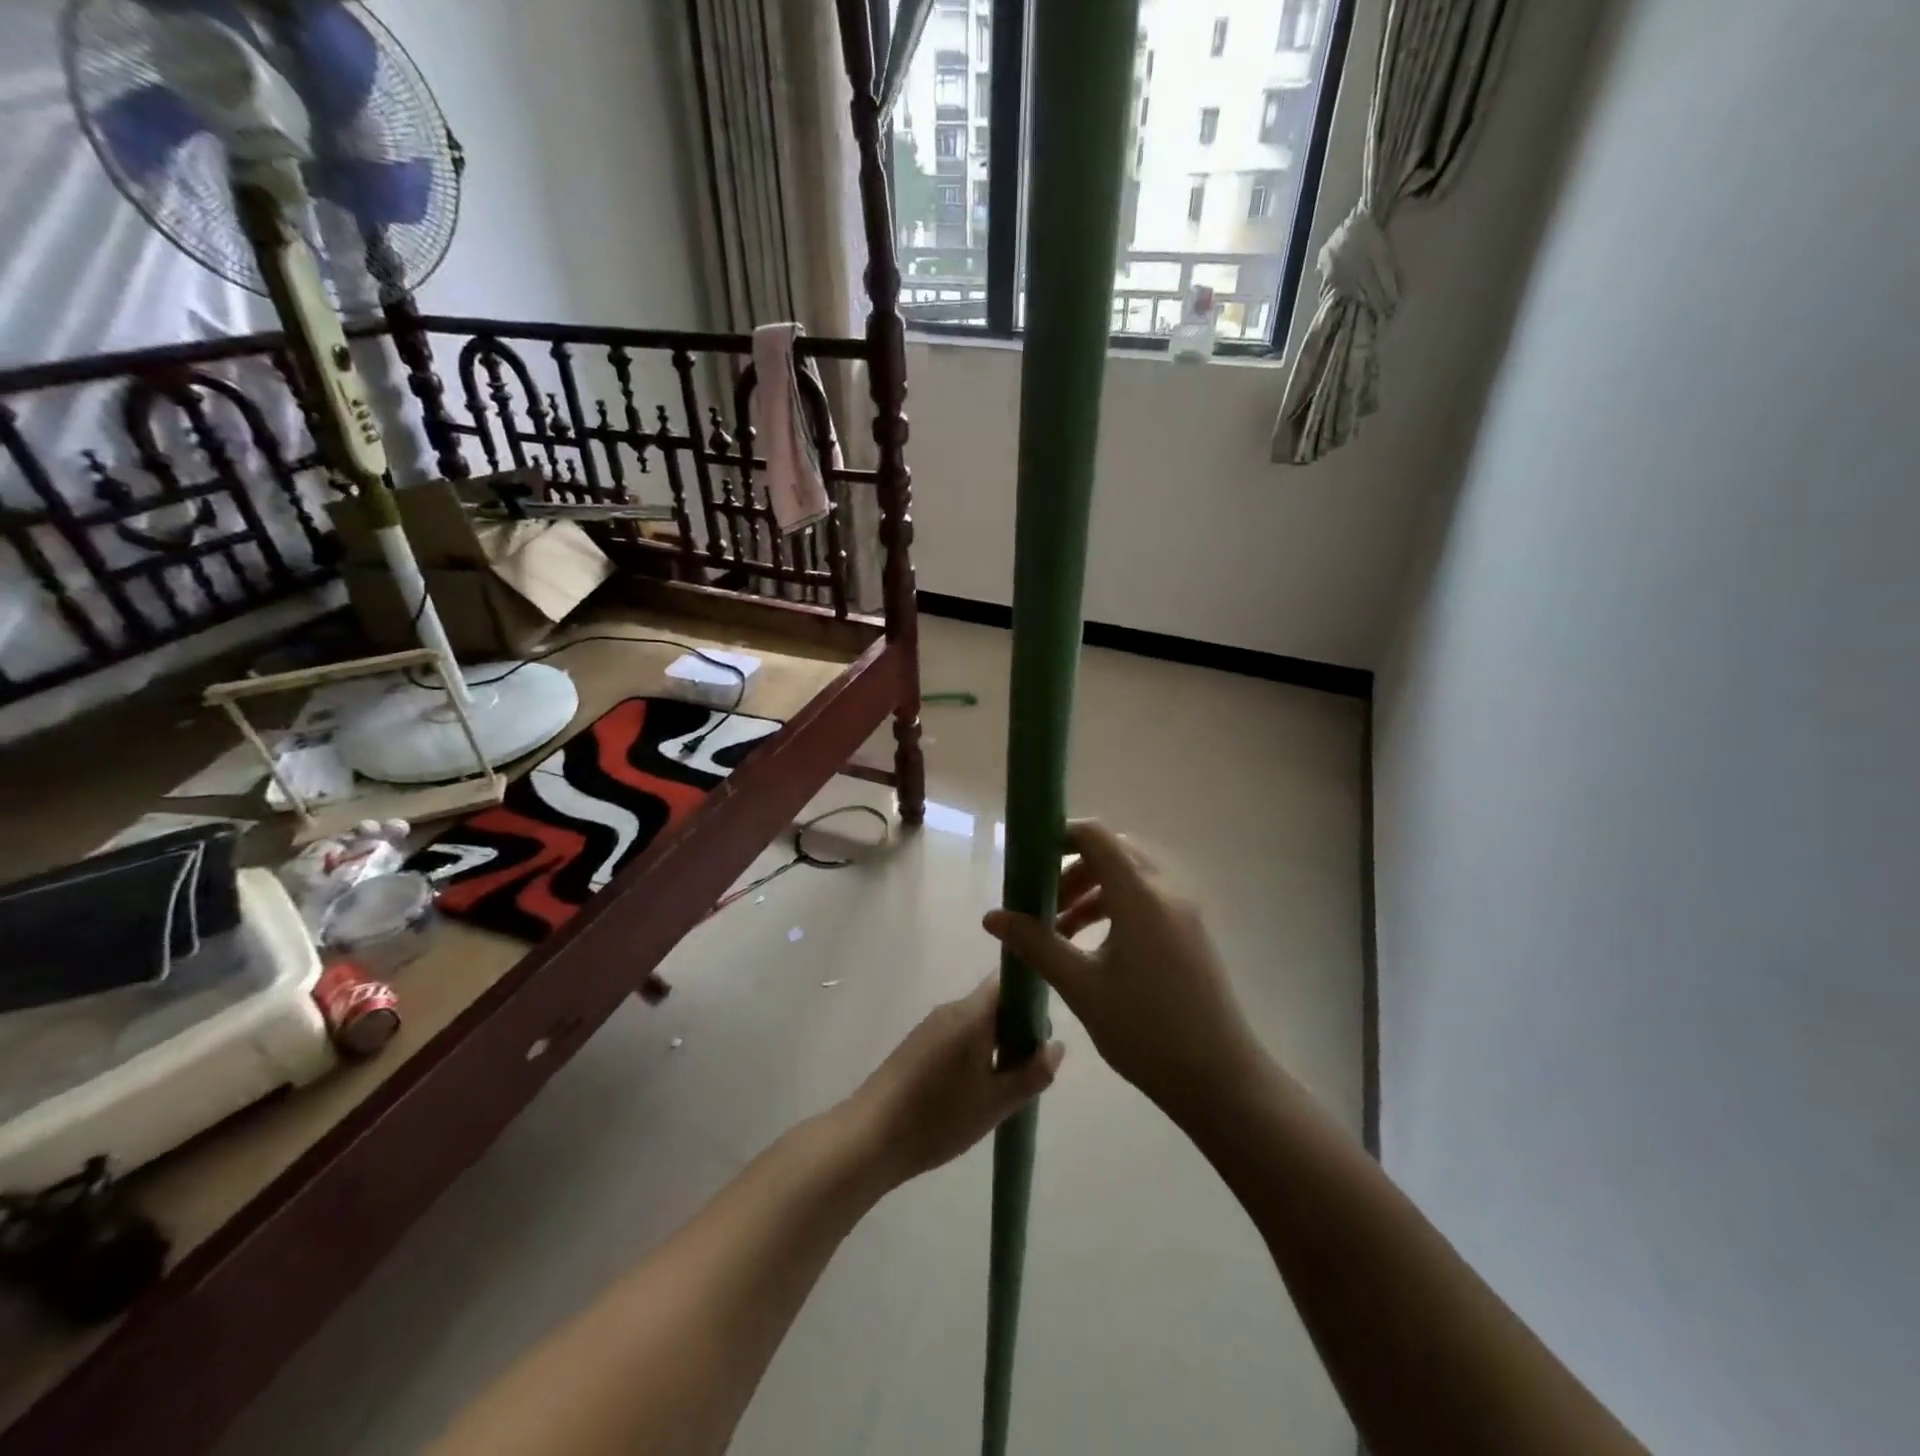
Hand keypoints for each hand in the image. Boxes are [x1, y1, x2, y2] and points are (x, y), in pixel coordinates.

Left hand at [843, 977, 1063, 1186]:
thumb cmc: (938, 1117)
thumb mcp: (995, 1102)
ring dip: (996, 1042)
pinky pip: (957, 1035)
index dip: (1032, 996)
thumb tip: (1057, 1045)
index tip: (1046, 1027)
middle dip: (1018, 1027)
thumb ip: (1032, 1073)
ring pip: (976, 1022)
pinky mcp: (917, 1044)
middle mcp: (951, 1010)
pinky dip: (975, 1051)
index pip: (1008, 982)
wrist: (870, 1137)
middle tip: (1032, 1066)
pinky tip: (976, 1089)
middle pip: (994, 1002)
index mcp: (971, 1014)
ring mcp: (931, 1026)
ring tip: (1007, 1084)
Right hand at [983, 820, 1261, 1115]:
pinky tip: (1093, 945)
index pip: (1096, 836)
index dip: (1060, 836)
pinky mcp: (1190, 932)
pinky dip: (1115, 905)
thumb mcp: (1081, 987)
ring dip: (1092, 889)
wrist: (1219, 1078)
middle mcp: (1165, 891)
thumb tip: (992, 917)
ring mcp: (1183, 911)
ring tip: (1061, 928)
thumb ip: (1036, 944)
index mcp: (1139, 896)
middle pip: (1112, 851)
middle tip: (1043, 901)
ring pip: (1130, 875)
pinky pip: (1146, 897)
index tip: (1029, 860)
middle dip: (1072, 868)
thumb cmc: (1145, 1030)